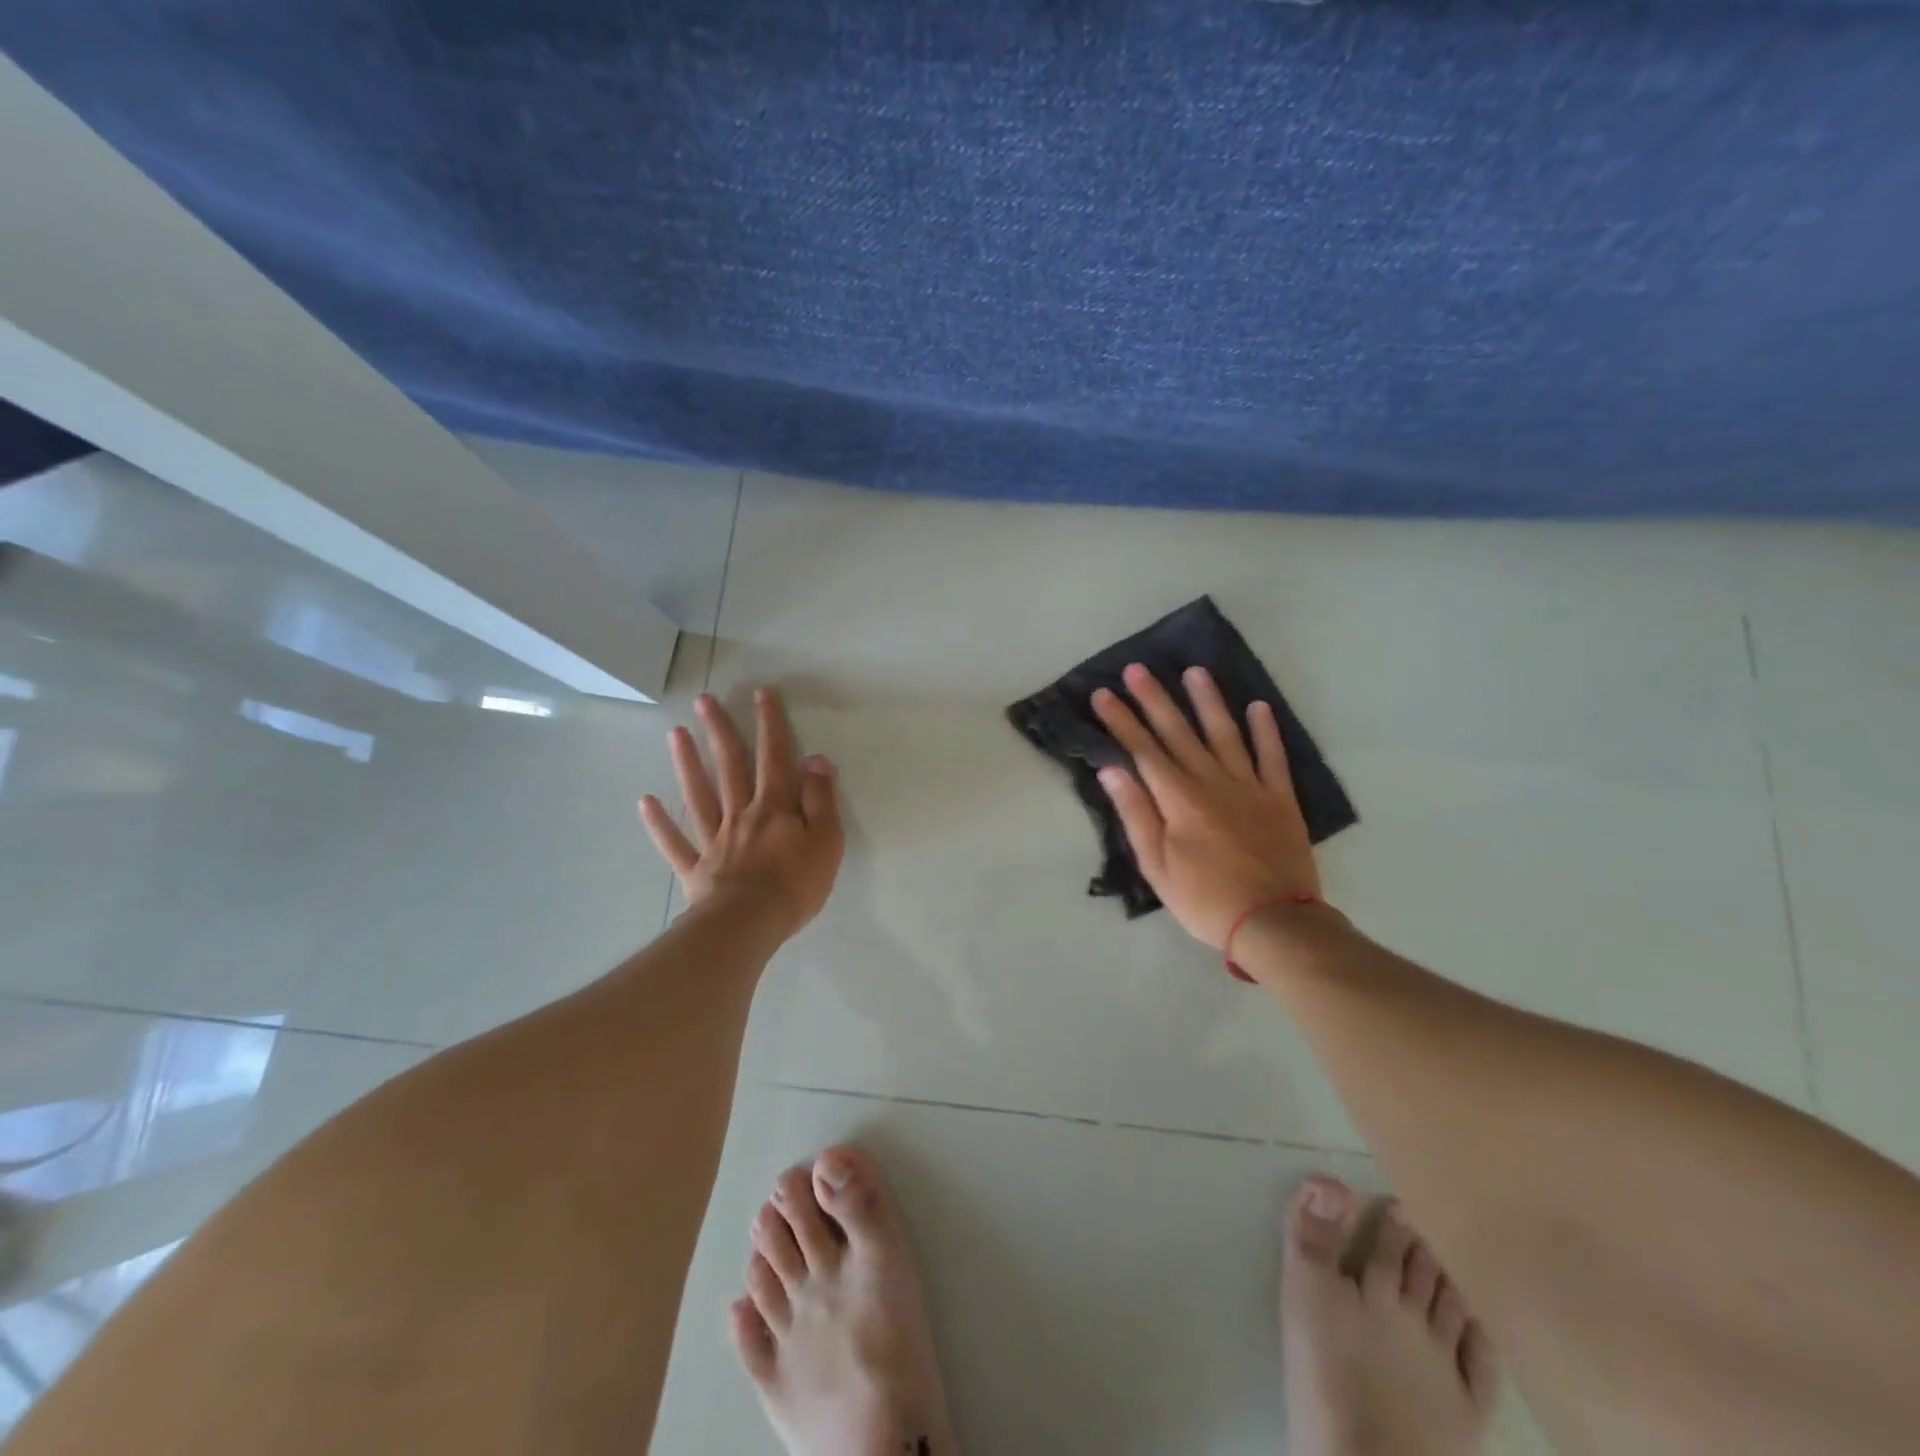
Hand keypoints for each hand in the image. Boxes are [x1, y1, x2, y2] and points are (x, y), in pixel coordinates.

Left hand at [638, 687, 843, 938]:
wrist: (749, 924)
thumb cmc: (795, 884)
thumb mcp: (826, 840)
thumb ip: (821, 800)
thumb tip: (816, 761)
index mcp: (774, 807)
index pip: (774, 758)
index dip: (770, 724)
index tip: (761, 694)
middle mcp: (741, 814)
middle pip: (729, 767)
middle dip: (720, 731)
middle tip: (704, 701)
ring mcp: (714, 840)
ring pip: (698, 795)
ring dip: (687, 763)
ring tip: (675, 734)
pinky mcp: (696, 869)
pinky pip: (675, 843)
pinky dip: (659, 824)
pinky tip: (645, 802)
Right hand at [1091, 663, 1319, 948]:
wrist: (1274, 922)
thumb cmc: (1204, 899)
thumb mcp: (1156, 866)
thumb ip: (1136, 814)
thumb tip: (1112, 770)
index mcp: (1179, 799)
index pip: (1143, 750)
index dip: (1121, 720)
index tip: (1104, 694)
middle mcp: (1213, 782)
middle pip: (1179, 733)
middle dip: (1154, 699)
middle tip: (1138, 669)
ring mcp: (1250, 786)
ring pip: (1225, 734)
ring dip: (1208, 701)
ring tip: (1195, 671)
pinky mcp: (1280, 799)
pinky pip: (1272, 757)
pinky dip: (1266, 731)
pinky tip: (1259, 707)